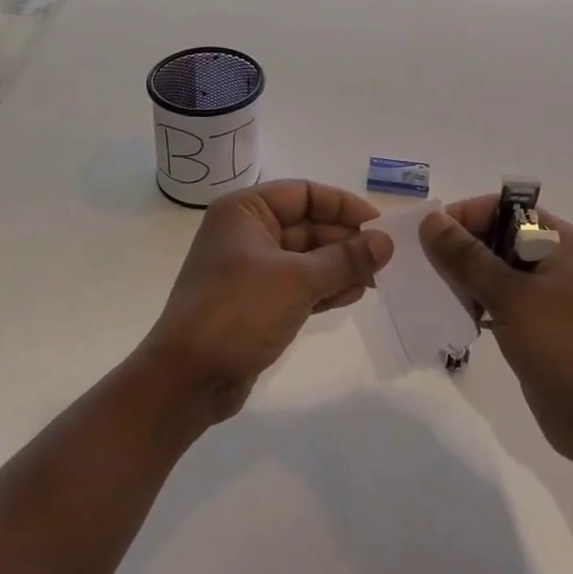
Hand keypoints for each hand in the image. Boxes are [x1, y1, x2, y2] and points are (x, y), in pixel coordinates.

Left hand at [142, 180, 392, 424]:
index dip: (342, 205)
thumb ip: (345, 259)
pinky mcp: (256, 302)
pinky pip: (298, 284)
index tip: (378, 224)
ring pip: (306, 257)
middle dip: (344, 241)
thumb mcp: (298, 280)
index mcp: (245, 211)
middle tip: (382, 259)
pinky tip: (352, 295)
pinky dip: (324, 288)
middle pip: (307, 225)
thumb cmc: (238, 312)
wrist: (186, 380)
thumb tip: (386, 241)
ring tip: (372, 282)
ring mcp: (250, 269)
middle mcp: (246, 233)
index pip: (303, 193)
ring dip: (338, 266)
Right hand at [420, 197, 572, 465]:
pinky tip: (455, 320)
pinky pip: (497, 301)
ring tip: (436, 297)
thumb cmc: (563, 345)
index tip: (428, 240)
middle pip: (494, 237)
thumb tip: (430, 220)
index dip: (464, 217)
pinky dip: (475, 305)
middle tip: (426, 271)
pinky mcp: (535, 325)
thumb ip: (467, 257)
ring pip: (492, 271)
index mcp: (556, 239)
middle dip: (459, 250)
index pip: (501, 208)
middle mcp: (551, 258)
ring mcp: (544, 294)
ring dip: (464, 280)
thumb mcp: (510, 295)